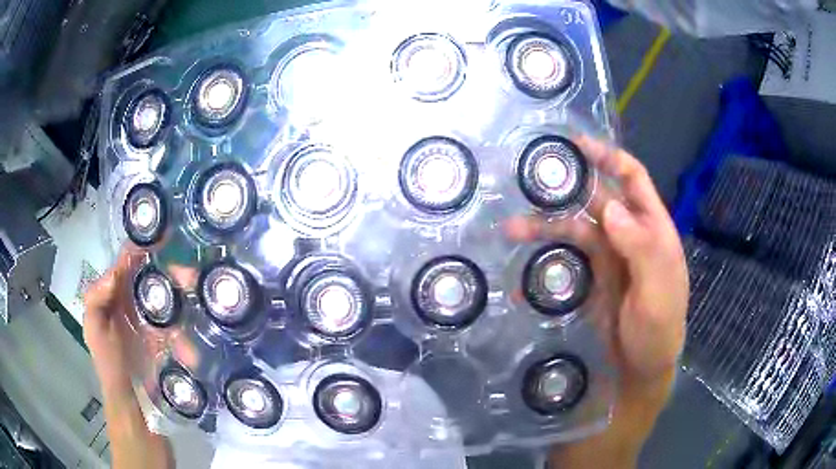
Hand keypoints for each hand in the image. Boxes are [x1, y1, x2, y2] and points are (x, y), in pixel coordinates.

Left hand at [84, 246, 173, 468]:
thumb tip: (115, 272)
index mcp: (117, 297)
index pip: (131, 261)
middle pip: (159, 276)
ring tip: (201, 310)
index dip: (146, 245)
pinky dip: (192, 338)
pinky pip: (186, 332)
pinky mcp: (173, 345)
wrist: (138, 414)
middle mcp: (137, 305)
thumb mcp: (96, 335)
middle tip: (194, 278)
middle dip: (177, 272)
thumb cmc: (113, 371)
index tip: (167, 237)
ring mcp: (156, 325)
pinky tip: (192, 353)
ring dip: (190, 304)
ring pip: (177, 301)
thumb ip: (96, 302)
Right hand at [506, 137, 687, 467]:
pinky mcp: (588, 281)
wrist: (640, 371)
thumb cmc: (658, 331)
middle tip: (530, 181)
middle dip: (566, 187)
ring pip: (573, 230)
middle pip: (596, 200)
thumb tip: (613, 209)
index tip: (578, 145)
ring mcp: (606, 259)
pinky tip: (520, 279)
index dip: (609, 158)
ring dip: (545, 227)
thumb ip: (642, 250)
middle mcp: (627, 236)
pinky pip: (563, 264)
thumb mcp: (658, 293)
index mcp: (651, 230)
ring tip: (512, 229)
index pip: (633, 180)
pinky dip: (542, 267)